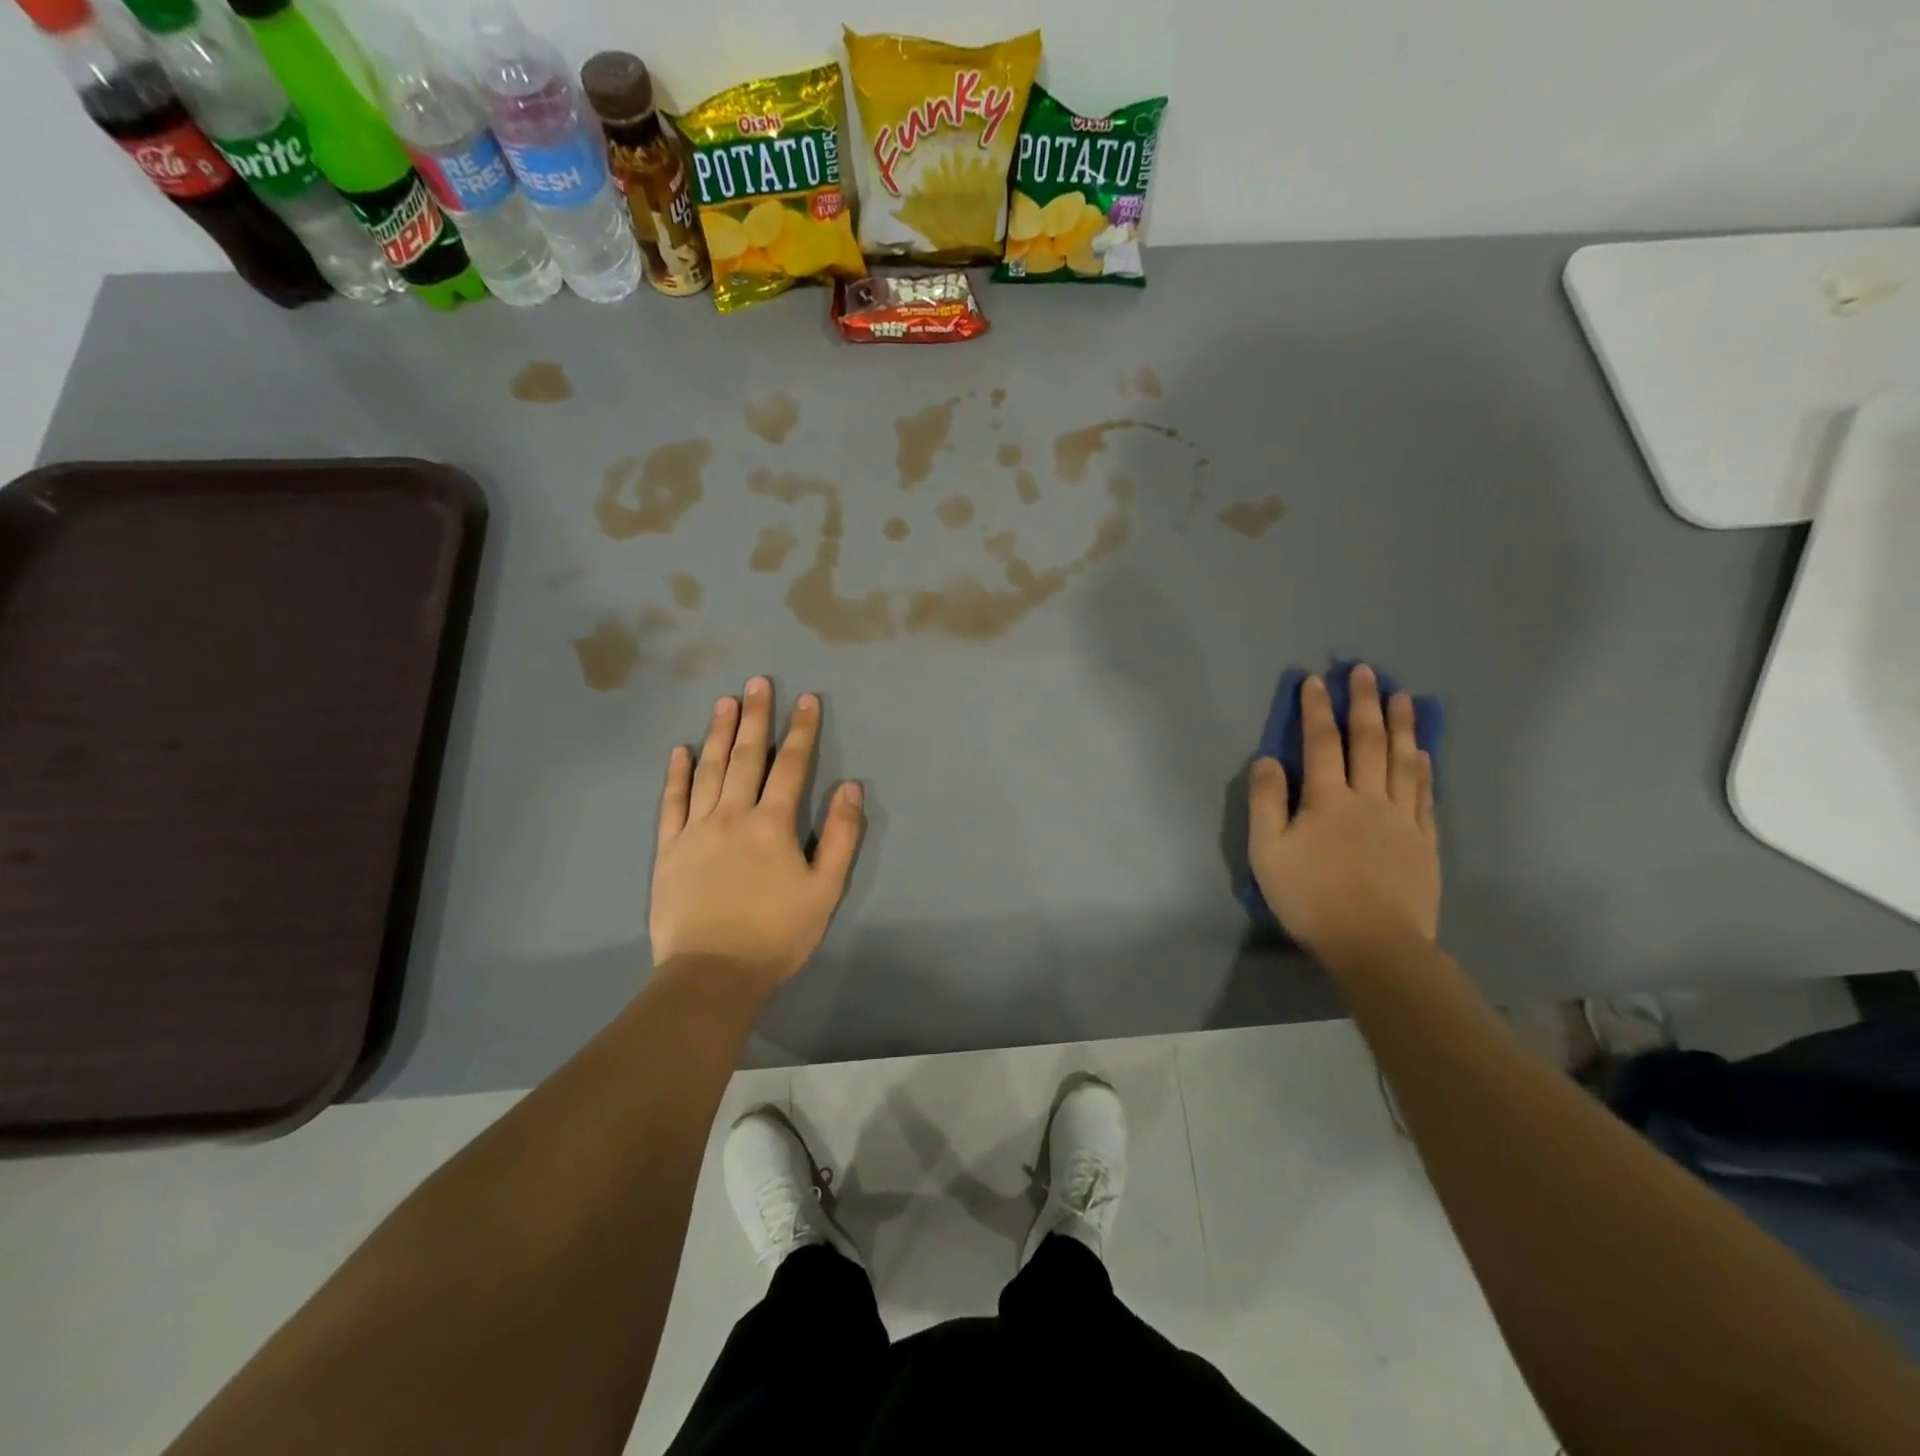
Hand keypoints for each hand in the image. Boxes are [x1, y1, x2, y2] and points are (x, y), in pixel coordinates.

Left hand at [651, 678, 863, 997]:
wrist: (712, 973)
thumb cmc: (777, 934)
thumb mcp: (825, 889)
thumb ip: (840, 836)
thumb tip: (851, 788)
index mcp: (773, 824)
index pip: (791, 766)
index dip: (801, 731)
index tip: (806, 699)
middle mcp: (733, 815)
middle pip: (747, 757)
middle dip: (756, 717)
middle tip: (758, 682)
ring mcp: (696, 829)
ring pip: (709, 770)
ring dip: (719, 733)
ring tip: (726, 701)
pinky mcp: (669, 848)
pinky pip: (672, 802)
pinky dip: (677, 774)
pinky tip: (681, 751)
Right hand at [1248, 664, 1438, 959]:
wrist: (1374, 944)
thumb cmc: (1310, 898)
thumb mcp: (1267, 852)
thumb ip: (1266, 803)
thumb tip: (1268, 760)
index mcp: (1327, 799)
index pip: (1321, 743)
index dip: (1316, 709)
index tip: (1314, 680)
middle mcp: (1368, 798)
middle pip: (1367, 741)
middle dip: (1364, 703)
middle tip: (1365, 671)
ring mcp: (1401, 818)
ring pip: (1402, 761)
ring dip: (1400, 725)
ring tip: (1402, 696)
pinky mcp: (1424, 841)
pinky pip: (1424, 795)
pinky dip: (1423, 769)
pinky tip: (1423, 753)